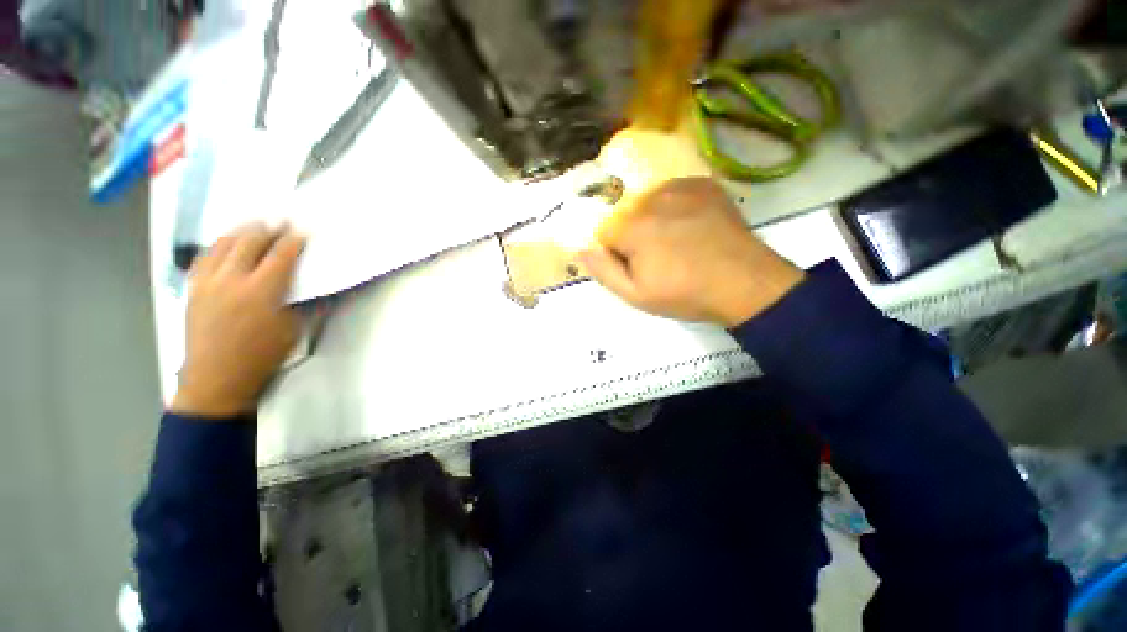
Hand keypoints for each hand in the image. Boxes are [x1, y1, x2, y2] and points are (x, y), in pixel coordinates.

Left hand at [171, 224, 305, 417]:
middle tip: (281, 222)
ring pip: (223, 245)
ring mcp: (208, 283)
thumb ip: (304, 303)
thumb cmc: (262, 357)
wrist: (217, 379)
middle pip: (250, 242)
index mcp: (262, 292)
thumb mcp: (292, 331)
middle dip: (268, 229)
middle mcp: (232, 280)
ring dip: (241, 231)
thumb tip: (318, 286)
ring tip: (255, 224)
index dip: (293, 241)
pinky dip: (217, 246)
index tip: (303, 232)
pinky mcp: (193, 289)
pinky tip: (225, 243)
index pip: (280, 256)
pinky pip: (204, 258)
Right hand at [580, 177, 803, 327]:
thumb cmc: (685, 293)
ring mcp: (681, 187)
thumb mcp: (636, 295)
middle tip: (660, 258)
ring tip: (678, 243)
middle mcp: (652, 198)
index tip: (638, 268)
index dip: (618, 253)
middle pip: (626, 216)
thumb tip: (581, 249)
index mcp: (633, 227)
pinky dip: (675, 207)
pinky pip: (673, 193)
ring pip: (648, 203)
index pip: (604, 233)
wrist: (744, 283)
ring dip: (653, 220)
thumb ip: (603, 271)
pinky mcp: (703, 184)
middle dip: (634, 235)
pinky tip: (692, 227)